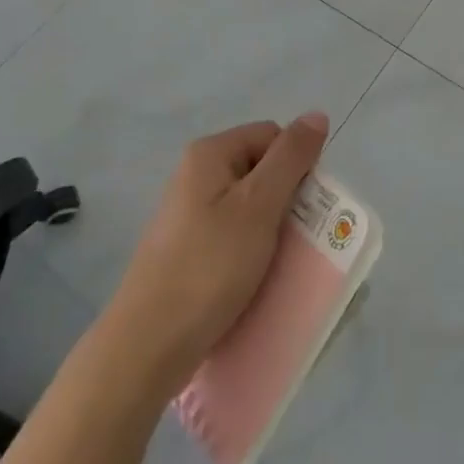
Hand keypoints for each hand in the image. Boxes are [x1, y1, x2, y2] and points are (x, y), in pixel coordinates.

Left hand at [103, 115, 328, 402]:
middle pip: (261, 170)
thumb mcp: (259, 206)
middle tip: (298, 238)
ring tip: (281, 263)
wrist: (146, 348)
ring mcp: (188, 215)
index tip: (304, 206)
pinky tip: (256, 279)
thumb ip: (291, 157)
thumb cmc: (209, 267)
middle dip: (286, 200)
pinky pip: (232, 237)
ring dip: (272, 230)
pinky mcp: (186, 251)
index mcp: (210, 154)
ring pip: (249, 208)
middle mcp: (196, 175)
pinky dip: (251, 252)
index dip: (296, 165)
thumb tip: (317, 114)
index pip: (272, 137)